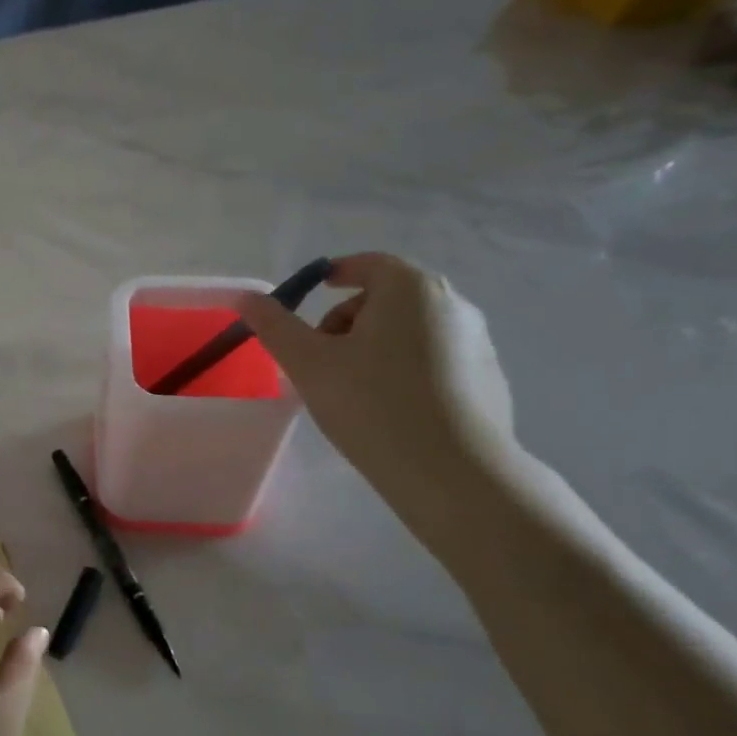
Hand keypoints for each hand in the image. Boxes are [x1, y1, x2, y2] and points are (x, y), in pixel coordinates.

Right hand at [243, 253, 522, 528]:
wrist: (452, 471)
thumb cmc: (371, 404)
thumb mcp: (308, 363)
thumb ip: (274, 325)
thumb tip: (247, 297)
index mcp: (409, 289)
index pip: (368, 264)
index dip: (335, 274)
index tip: (312, 294)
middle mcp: (452, 303)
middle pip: (389, 297)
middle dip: (350, 318)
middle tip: (322, 357)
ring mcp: (478, 341)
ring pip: (412, 330)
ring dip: (377, 345)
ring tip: (353, 389)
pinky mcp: (489, 378)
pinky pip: (436, 359)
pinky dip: (408, 370)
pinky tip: (391, 408)